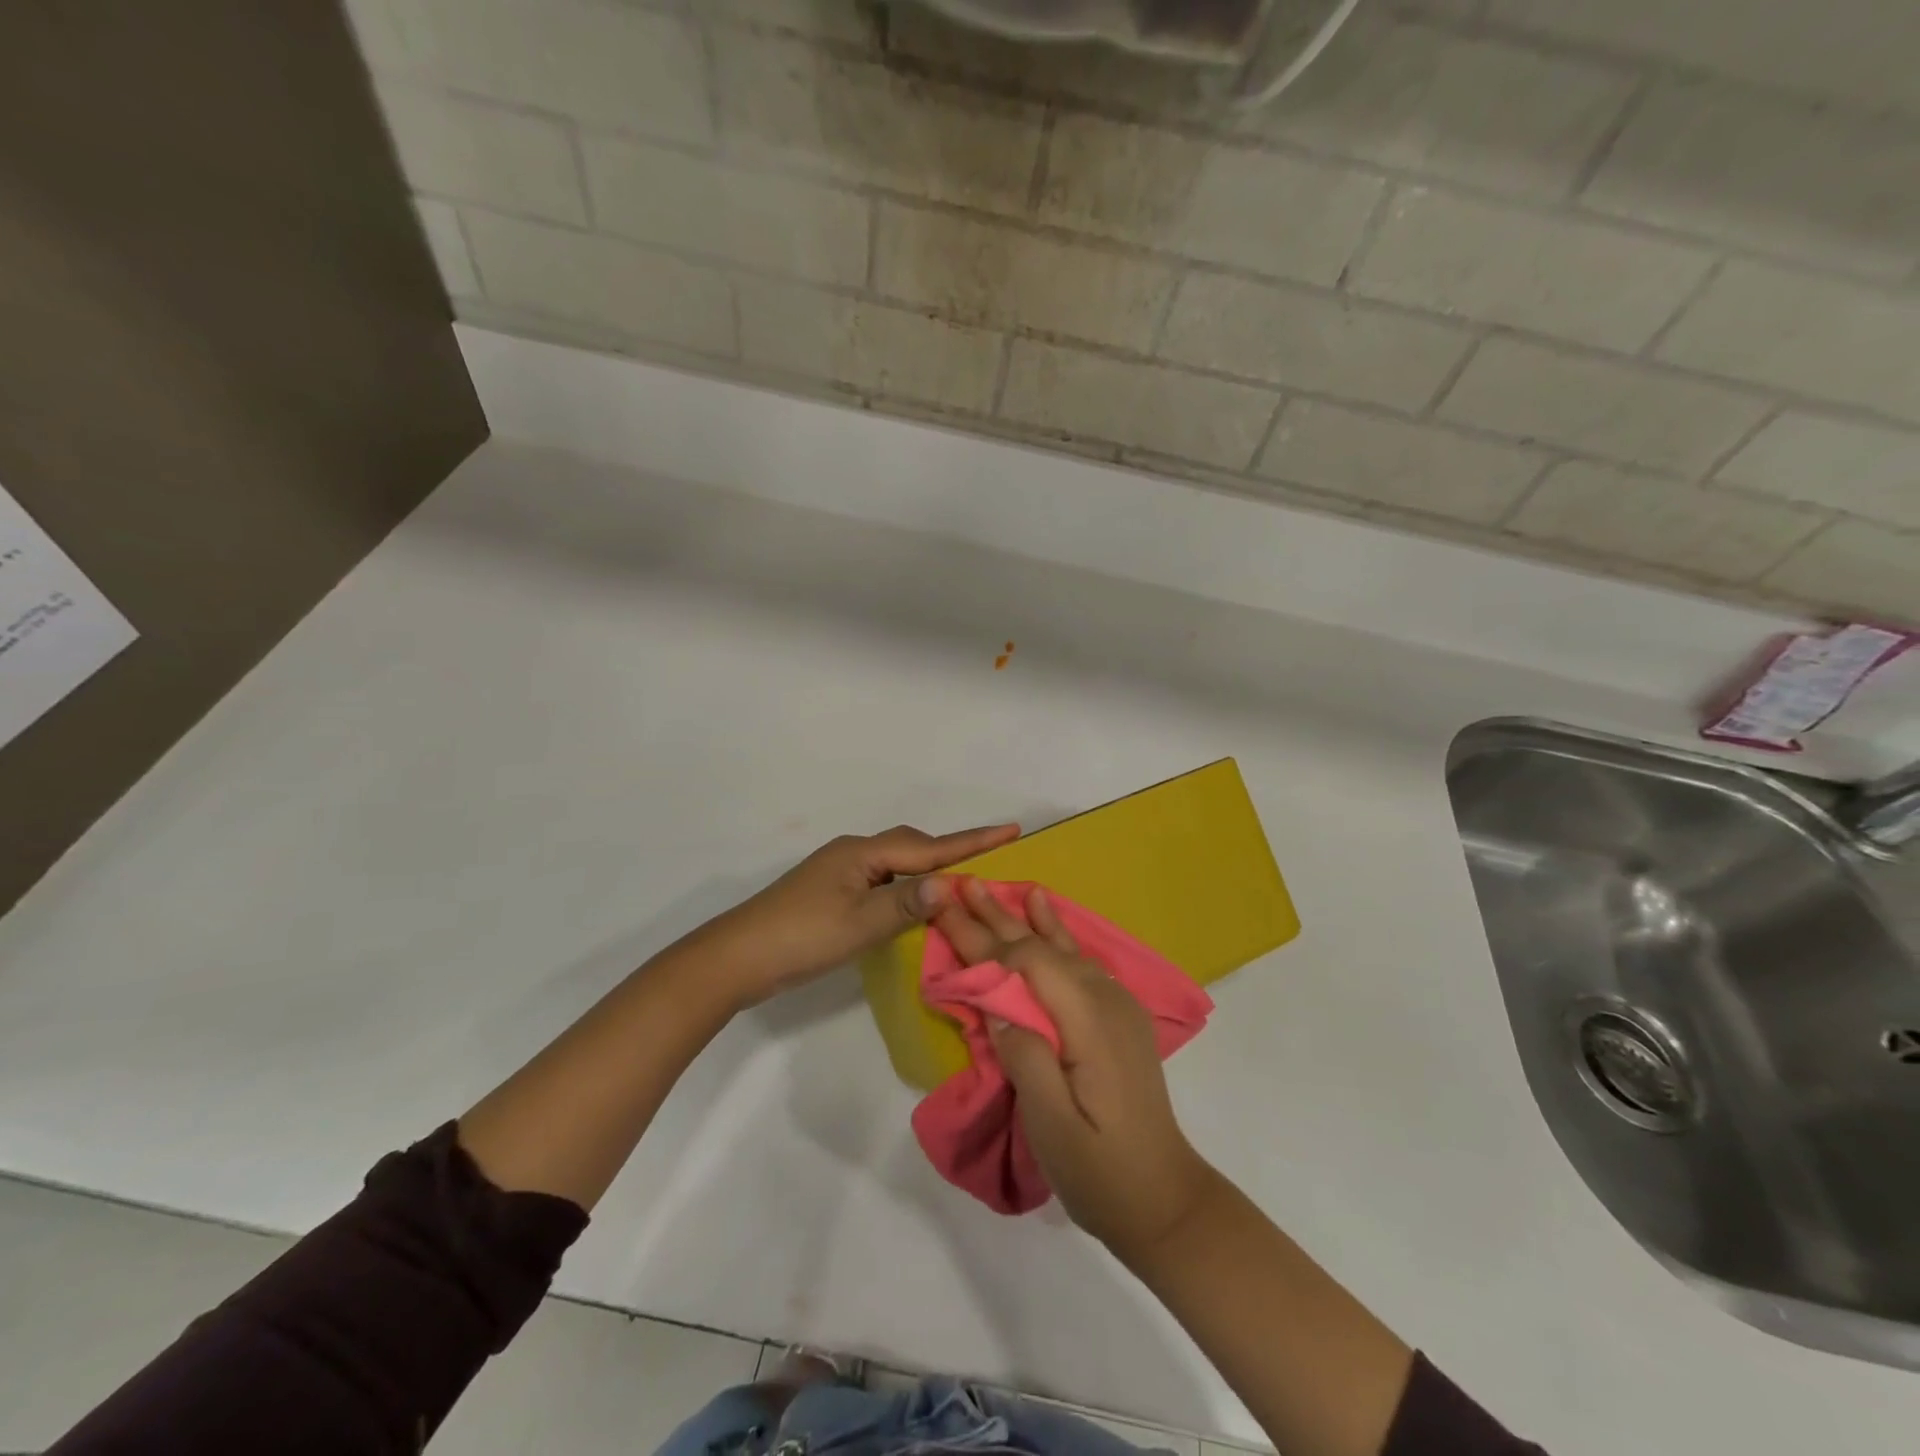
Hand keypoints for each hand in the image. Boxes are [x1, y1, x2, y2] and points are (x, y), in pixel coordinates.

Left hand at [696, 822, 1019, 1009]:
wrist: (737, 957)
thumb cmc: (800, 938)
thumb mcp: (859, 924)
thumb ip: (906, 904)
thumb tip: (952, 884)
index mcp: (862, 853)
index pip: (928, 846)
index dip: (971, 841)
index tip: (1011, 829)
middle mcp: (853, 853)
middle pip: (913, 848)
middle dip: (951, 852)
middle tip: (992, 861)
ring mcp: (840, 872)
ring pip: (897, 864)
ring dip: (929, 870)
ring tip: (963, 882)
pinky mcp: (832, 892)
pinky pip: (882, 880)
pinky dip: (907, 887)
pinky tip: (916, 904)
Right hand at [935, 879, 1220, 1262]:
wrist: (1164, 1199)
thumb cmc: (1101, 1170)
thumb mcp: (1053, 1125)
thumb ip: (1025, 1056)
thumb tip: (998, 1004)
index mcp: (1089, 1020)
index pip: (1028, 963)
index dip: (984, 939)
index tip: (946, 913)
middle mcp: (1105, 999)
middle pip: (1041, 947)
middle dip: (996, 918)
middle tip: (961, 885)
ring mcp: (1117, 1004)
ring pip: (1060, 947)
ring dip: (1021, 919)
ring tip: (994, 888)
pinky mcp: (1118, 1015)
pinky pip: (1078, 960)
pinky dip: (1055, 933)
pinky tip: (1046, 913)